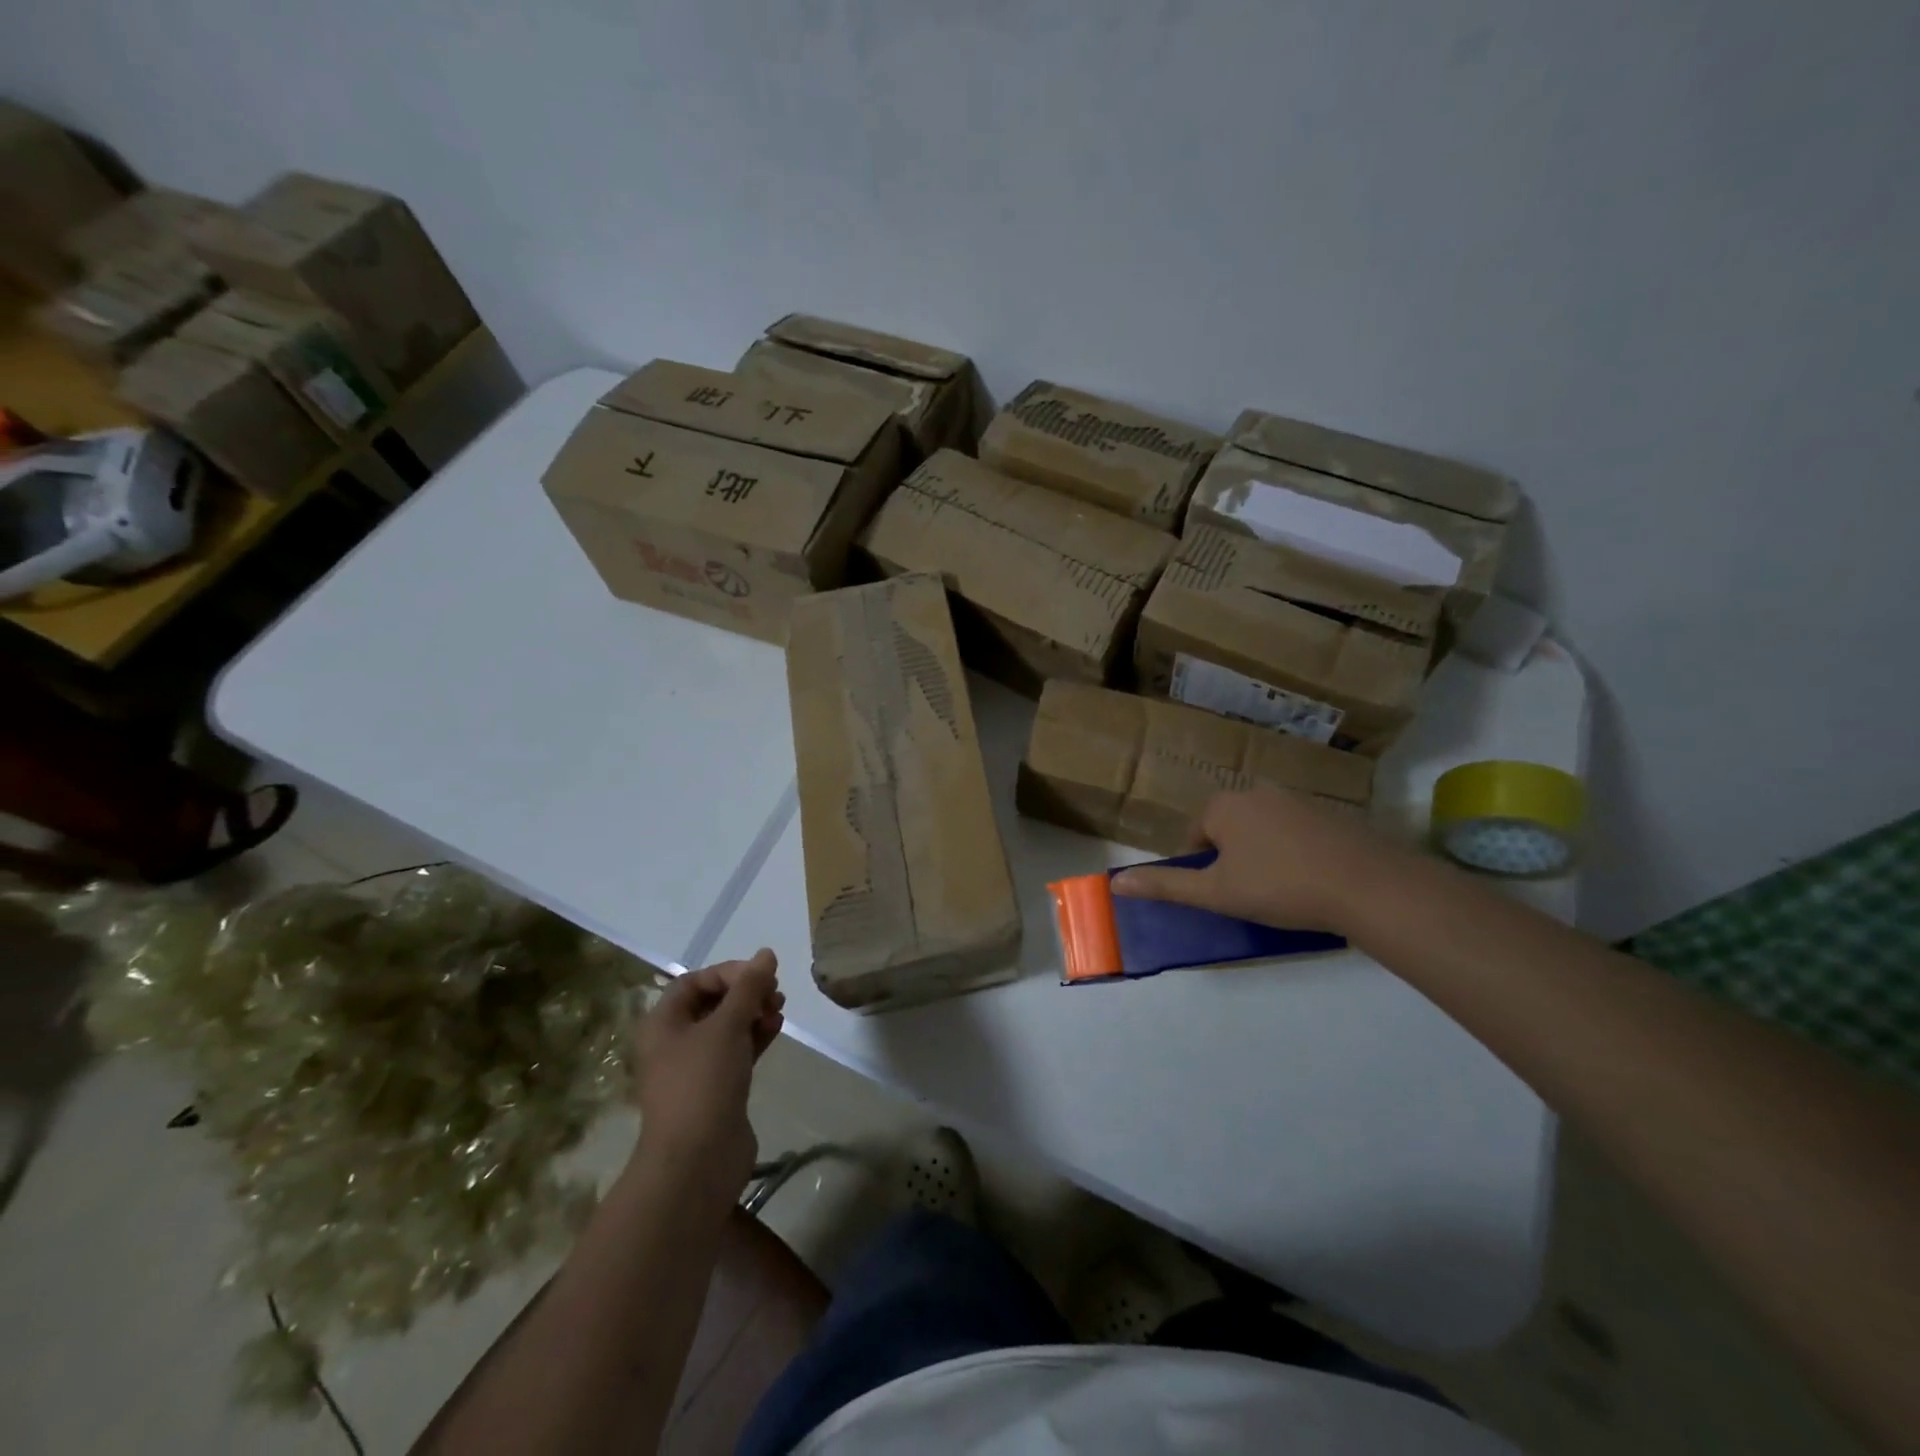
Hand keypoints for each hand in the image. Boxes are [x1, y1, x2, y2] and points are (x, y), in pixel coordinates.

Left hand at [631, 948, 783, 1194]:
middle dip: (746, 993)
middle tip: (774, 995)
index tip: (760, 976)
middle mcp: (674, 1042)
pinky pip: (737, 1050)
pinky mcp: (717, 1088)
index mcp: (663, 1023)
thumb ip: (749, 986)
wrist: (697, 1161)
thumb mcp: (727, 1025)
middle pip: (713, 1002)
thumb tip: (767, 953)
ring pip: (728, 1027)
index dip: (729, 972)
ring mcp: (696, 1067)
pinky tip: (776, 1030)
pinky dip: (756, 1036)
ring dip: (754, 1013)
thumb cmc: (703, 1082)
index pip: (695, 981)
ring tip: (779, 1012)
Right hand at [1110, 786, 1406, 933]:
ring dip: (1262, 854)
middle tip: (1248, 894)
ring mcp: (1297, 799)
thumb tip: (1116, 882)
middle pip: (1227, 828)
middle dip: (1231, 858)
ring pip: (1262, 829)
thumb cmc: (1280, 886)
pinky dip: (1294, 852)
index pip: (1194, 834)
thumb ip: (1166, 885)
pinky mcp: (1330, 812)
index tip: (1219, 894)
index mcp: (1223, 805)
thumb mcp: (1215, 893)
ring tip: (1281, 890)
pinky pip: (1296, 831)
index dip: (1200, 868)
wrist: (1368, 885)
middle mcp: (1256, 792)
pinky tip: (1311, 880)